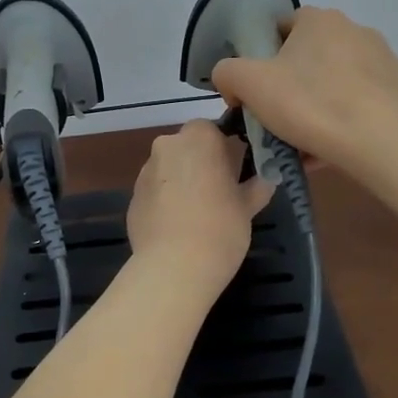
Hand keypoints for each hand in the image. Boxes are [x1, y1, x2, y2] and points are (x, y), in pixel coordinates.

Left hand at [127, 120, 273, 288]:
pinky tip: (178, 227)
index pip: (213, 130)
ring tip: (198, 215)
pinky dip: (166, 202)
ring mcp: (145, 171)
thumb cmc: (221, 227)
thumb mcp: (248, 206)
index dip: (224, 150)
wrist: (174, 267)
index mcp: (199, 138)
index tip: (235, 173)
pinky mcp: (132, 197)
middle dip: (201, 164)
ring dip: (182, 182)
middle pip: (188, 148)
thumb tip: (266, 178)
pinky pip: (155, 192)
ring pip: (169, 169)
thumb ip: (257, 185)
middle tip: (220, 193)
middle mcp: (167, 145)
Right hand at [212, 7, 397, 173]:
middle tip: (281, 120)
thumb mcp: (249, 84)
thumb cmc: (310, 105)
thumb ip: (227, 72)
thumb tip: (231, 80)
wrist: (382, 143)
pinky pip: (366, 103)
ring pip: (339, 82)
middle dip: (294, 85)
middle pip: (311, 57)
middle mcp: (357, 30)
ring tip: (309, 142)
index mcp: (320, 20)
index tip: (257, 91)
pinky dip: (351, 119)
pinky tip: (339, 147)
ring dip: (322, 104)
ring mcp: (387, 60)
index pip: (282, 28)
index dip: (263, 57)